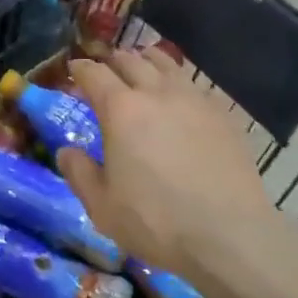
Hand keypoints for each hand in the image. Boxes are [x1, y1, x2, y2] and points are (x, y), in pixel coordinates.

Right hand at [55, 47, 274, 277]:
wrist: (231, 237)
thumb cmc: (157, 222)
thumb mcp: (102, 207)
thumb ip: (79, 173)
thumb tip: (66, 151)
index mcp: (120, 109)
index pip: (93, 73)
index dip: (80, 69)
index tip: (73, 71)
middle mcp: (155, 92)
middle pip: (129, 60)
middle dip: (112, 61)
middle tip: (105, 71)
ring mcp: (193, 100)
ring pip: (165, 63)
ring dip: (146, 61)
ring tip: (142, 68)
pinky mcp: (222, 114)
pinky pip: (194, 85)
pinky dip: (178, 82)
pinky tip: (180, 98)